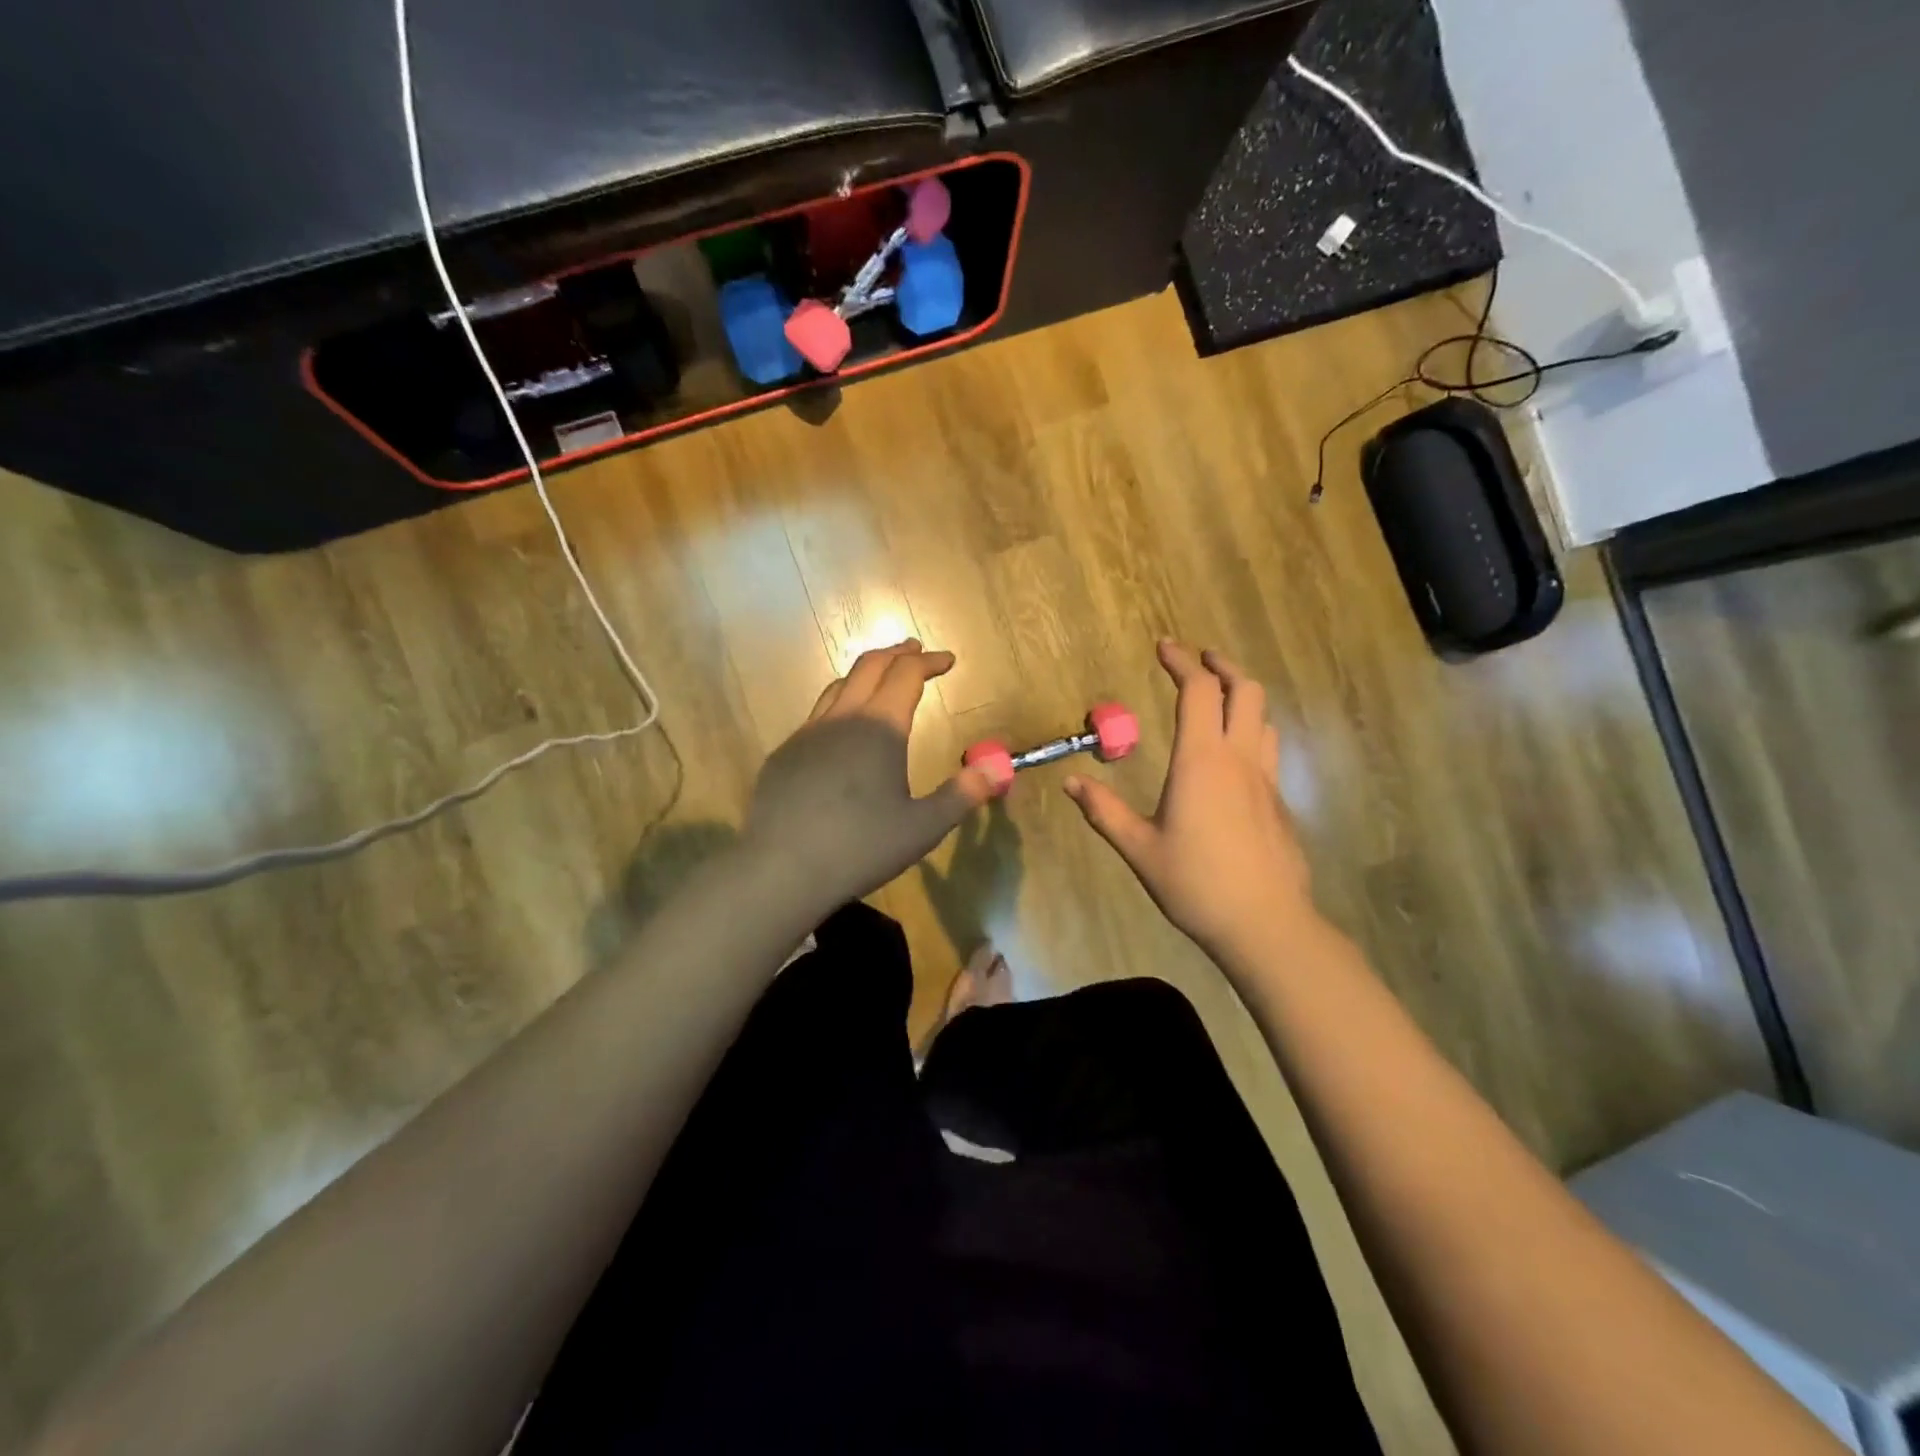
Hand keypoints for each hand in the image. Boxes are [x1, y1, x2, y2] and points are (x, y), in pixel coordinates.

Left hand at [745, 641, 996, 912]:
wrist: (782, 870)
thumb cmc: (861, 847)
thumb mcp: (923, 827)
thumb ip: (963, 794)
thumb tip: (999, 767)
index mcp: (881, 727)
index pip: (907, 674)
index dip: (929, 661)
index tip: (947, 660)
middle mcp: (842, 718)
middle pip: (869, 666)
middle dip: (897, 654)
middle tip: (915, 651)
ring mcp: (807, 734)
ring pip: (838, 687)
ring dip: (865, 675)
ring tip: (880, 682)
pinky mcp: (784, 755)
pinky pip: (816, 717)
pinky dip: (839, 708)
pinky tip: (842, 735)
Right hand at [1065, 641, 1317, 964]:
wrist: (1265, 923)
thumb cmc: (1195, 883)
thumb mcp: (1139, 848)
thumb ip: (1104, 811)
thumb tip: (1071, 783)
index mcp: (1202, 761)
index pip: (1199, 691)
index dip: (1182, 661)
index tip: (1164, 646)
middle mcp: (1239, 758)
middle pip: (1245, 689)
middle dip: (1221, 666)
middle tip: (1198, 661)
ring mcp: (1266, 778)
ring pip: (1264, 716)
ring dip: (1242, 695)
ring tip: (1218, 699)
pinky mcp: (1279, 800)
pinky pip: (1268, 747)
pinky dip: (1251, 729)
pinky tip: (1234, 754)